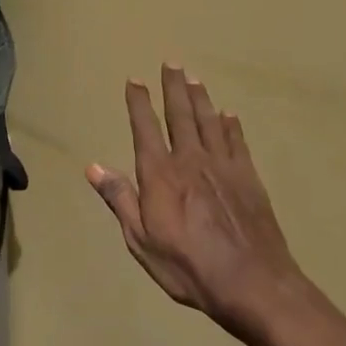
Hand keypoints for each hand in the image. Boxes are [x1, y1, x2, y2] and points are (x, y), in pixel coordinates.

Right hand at [87, 66, 313, 343]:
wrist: (252, 282)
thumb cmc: (188, 266)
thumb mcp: (141, 240)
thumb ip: (120, 200)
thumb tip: (94, 166)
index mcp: (160, 174)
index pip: (145, 128)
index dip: (139, 103)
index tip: (135, 80)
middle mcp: (190, 160)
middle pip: (180, 115)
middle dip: (173, 88)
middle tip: (171, 63)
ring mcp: (223, 166)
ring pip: (209, 122)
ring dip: (200, 98)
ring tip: (194, 78)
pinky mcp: (249, 178)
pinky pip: (236, 142)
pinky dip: (231, 126)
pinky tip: (228, 115)